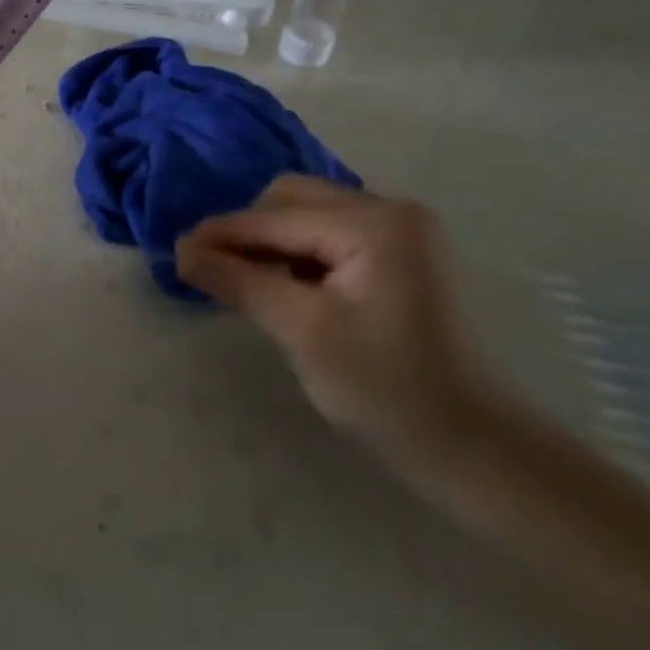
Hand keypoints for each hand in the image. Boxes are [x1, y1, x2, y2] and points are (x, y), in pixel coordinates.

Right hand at [176, 177, 484, 461]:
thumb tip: (181, 249)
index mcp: (375, 223)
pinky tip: (285, 288)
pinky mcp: (402, 255)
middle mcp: (391, 210)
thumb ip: (239, 281)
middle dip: (248, 233)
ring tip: (246, 283)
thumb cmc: (388, 391)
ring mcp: (402, 231)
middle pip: (292, 201)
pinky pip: (331, 237)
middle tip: (215, 272)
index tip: (175, 252)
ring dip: (271, 244)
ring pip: (309, 217)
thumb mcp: (302, 332)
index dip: (222, 234)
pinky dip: (298, 256)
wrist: (475, 449)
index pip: (276, 217)